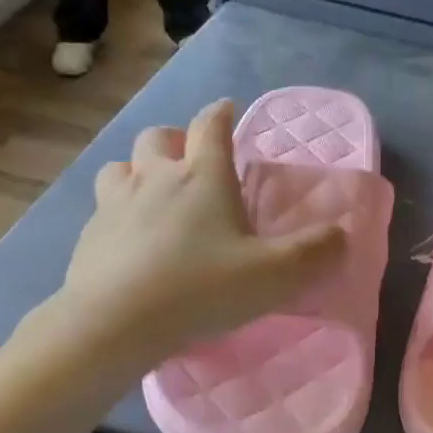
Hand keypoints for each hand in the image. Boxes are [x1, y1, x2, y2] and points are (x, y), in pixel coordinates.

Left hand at [60, 100, 346, 357]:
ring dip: (138, 171)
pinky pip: (102, 208)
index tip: (227, 110)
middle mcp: (155, 177)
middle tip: (189, 159)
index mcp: (203, 177)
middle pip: (157, 137)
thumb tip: (343, 233)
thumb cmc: (202, 288)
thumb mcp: (275, 275)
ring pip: (121, 167)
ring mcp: (115, 203)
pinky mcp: (88, 234)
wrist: (114, 322)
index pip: (210, 125)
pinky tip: (128, 239)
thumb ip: (315, 252)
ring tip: (152, 194)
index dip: (220, 113)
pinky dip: (117, 211)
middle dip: (175, 139)